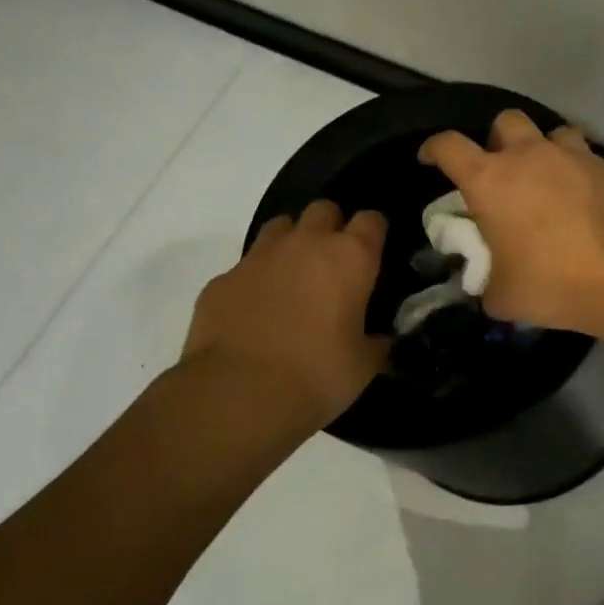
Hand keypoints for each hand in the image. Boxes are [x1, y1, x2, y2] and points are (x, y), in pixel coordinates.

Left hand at [178, 201, 388, 425]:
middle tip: (335, 265)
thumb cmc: (317, 375)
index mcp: (350, 258)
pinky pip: (246, 266)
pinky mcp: (222, 279)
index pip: (371, 220)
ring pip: (281, 227)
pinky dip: (256, 280)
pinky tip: (257, 312)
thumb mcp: (364, 365)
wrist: (238, 394)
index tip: (375, 255)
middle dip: (332, 228)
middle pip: (323, 210)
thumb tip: (380, 338)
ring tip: (295, 279)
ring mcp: (259, 257)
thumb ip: (377, 342)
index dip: (375, 233)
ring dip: (292, 244)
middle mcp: (305, 244)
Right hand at [418, 110, 603, 351]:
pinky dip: (580, 174)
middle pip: (504, 121)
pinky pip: (588, 159)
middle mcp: (531, 156)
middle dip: (496, 141)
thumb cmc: (560, 283)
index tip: (430, 160)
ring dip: (543, 152)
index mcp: (492, 181)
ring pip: (551, 133)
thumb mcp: (506, 299)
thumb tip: (491, 284)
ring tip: (549, 183)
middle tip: (501, 174)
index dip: (433, 149)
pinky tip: (588, 203)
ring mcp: (577, 156)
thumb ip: (488, 284)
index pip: (448, 146)